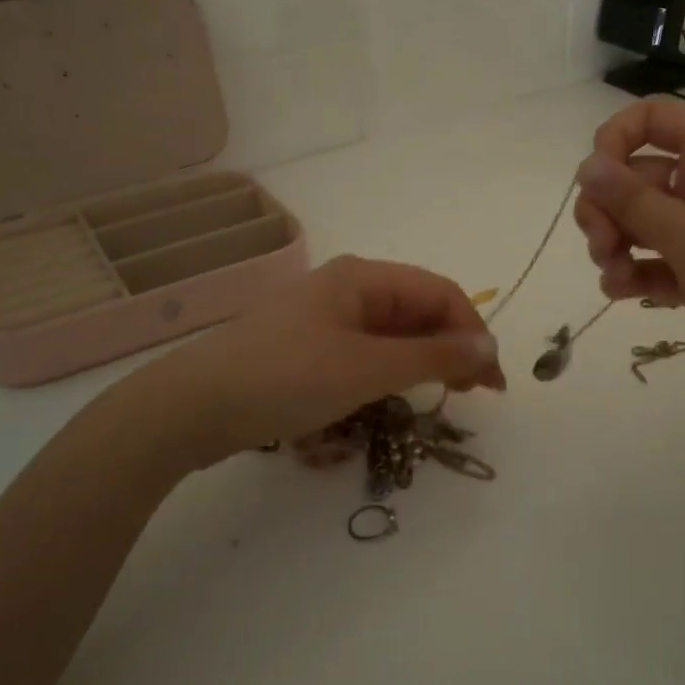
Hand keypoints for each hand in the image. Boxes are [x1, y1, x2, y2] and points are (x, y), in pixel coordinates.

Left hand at [109, 256, 505, 468]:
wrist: (191, 407)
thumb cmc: (287, 377)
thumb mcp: (368, 367)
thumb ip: (434, 356)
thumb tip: (490, 347)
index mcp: (363, 277)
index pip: (439, 293)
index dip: (473, 332)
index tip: (493, 381)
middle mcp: (347, 288)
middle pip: (417, 310)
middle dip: (451, 347)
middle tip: (475, 394)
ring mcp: (324, 318)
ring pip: (391, 333)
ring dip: (423, 361)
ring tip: (442, 397)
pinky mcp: (307, 347)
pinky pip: (364, 351)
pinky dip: (390, 370)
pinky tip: (395, 395)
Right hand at [573, 98, 684, 408]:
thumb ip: (630, 199)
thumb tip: (585, 165)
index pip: (655, 119)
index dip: (617, 138)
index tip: (595, 179)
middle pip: (638, 177)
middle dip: (608, 208)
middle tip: (602, 244)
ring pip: (644, 224)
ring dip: (617, 245)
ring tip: (615, 276)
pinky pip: (660, 263)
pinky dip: (638, 274)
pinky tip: (624, 293)